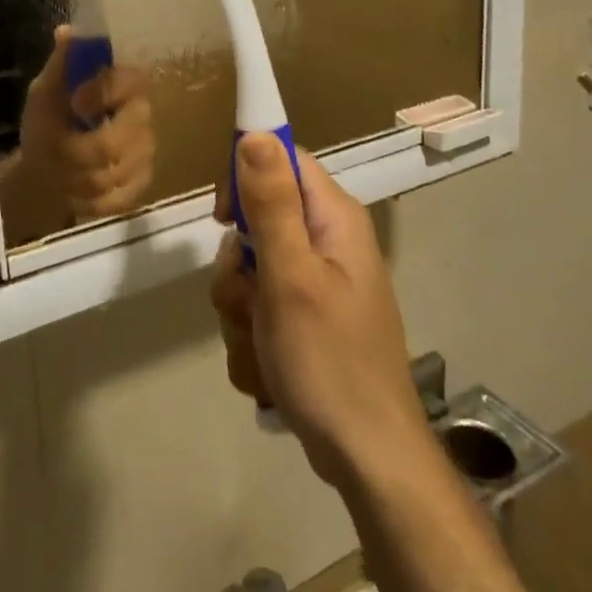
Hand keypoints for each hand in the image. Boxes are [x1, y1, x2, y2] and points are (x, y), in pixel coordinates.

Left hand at [14, 27, 155, 224]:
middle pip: (122, 137)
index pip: (130, 81)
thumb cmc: (47, 120)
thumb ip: (60, 65)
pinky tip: (75, 191)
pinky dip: (89, 199)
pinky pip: (119, 197)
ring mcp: (145, 150)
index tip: (74, 104)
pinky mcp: (142, 182)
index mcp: (121, 83)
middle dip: (80, 150)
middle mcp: (141, 113)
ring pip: (116, 172)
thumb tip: (66, 32)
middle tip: (58, 150)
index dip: (102, 94)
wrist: (44, 168)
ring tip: (60, 171)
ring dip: (78, 176)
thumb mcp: (45, 91)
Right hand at [211, 136, 422, 489]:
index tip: (224, 219)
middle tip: (248, 296)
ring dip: (239, 307)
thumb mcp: (291, 276)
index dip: (245, 177)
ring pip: (249, 270)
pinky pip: (257, 307)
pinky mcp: (305, 318)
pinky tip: (267, 366)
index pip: (281, 159)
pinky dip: (251, 334)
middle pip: (257, 219)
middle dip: (237, 264)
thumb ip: (271, 203)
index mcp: (333, 218)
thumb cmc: (330, 361)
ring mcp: (316, 283)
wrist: (367, 459)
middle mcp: (327, 242)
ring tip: (260, 342)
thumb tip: (254, 133)